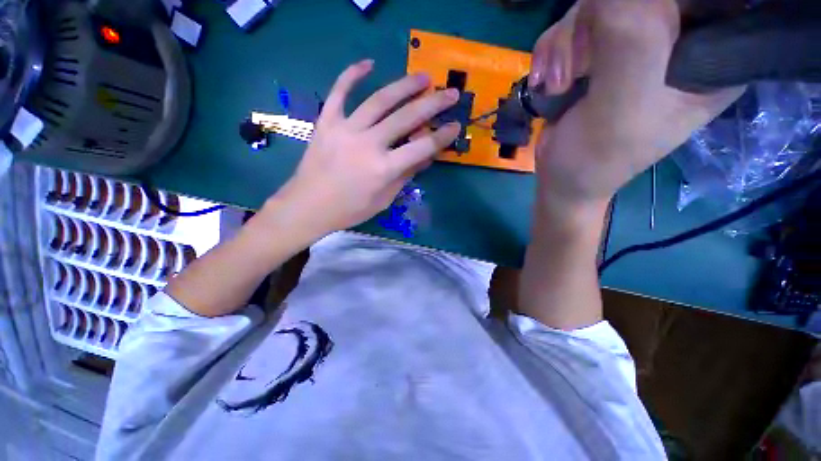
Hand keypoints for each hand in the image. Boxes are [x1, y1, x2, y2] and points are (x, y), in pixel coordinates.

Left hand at [272, 60, 460, 233]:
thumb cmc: (350, 209)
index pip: (421, 147)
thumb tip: (424, 157)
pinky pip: (339, 93)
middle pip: (406, 118)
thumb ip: (404, 176)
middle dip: (432, 104)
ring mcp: (345, 129)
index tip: (456, 125)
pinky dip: (352, 75)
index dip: (442, 136)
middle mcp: (368, 144)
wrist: (308, 206)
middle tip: (449, 93)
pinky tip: (368, 63)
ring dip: (404, 86)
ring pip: (379, 100)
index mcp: (383, 169)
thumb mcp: (383, 200)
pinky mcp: (327, 122)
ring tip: (422, 77)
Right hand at [529, 0, 743, 207]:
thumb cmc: (596, 159)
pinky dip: (551, 51)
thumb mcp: (621, 109)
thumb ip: (630, 43)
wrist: (561, 179)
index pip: (704, 1)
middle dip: (594, 25)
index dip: (654, 10)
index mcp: (711, 57)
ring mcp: (635, 43)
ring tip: (557, 85)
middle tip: (576, 70)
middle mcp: (678, 41)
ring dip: (565, 44)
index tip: (618, 39)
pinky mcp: (600, 51)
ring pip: (598, 5)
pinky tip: (547, 81)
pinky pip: (573, 25)